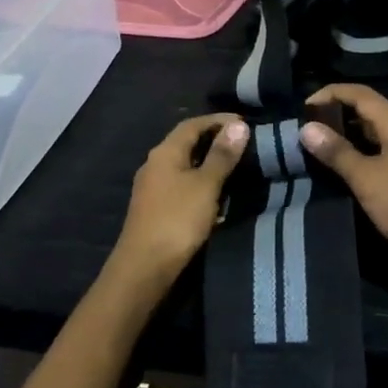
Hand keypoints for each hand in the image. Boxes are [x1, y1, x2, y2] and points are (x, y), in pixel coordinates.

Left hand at [111, 114, 248, 279]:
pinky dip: (200, 181)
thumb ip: (222, 155)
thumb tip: (238, 125)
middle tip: (242, 143)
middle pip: (185, 142)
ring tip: (234, 166)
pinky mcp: (155, 208)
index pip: (192, 124)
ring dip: (207, 161)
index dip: (218, 120)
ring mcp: (152, 187)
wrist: (144, 267)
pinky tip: (215, 192)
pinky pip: (181, 183)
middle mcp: (154, 164)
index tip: (244, 122)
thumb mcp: (206, 185)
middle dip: (213, 139)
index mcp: (165, 152)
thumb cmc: (177, 220)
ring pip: (183, 164)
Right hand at [299, 85, 387, 283]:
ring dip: (347, 137)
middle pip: (368, 111)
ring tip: (317, 147)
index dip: (330, 93)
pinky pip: (381, 155)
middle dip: (336, 115)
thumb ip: (336, 151)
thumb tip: (306, 128)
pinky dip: (360, 156)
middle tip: (305, 129)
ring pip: (374, 135)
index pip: (360, 93)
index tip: (302, 108)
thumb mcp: (366, 177)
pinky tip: (342, 169)